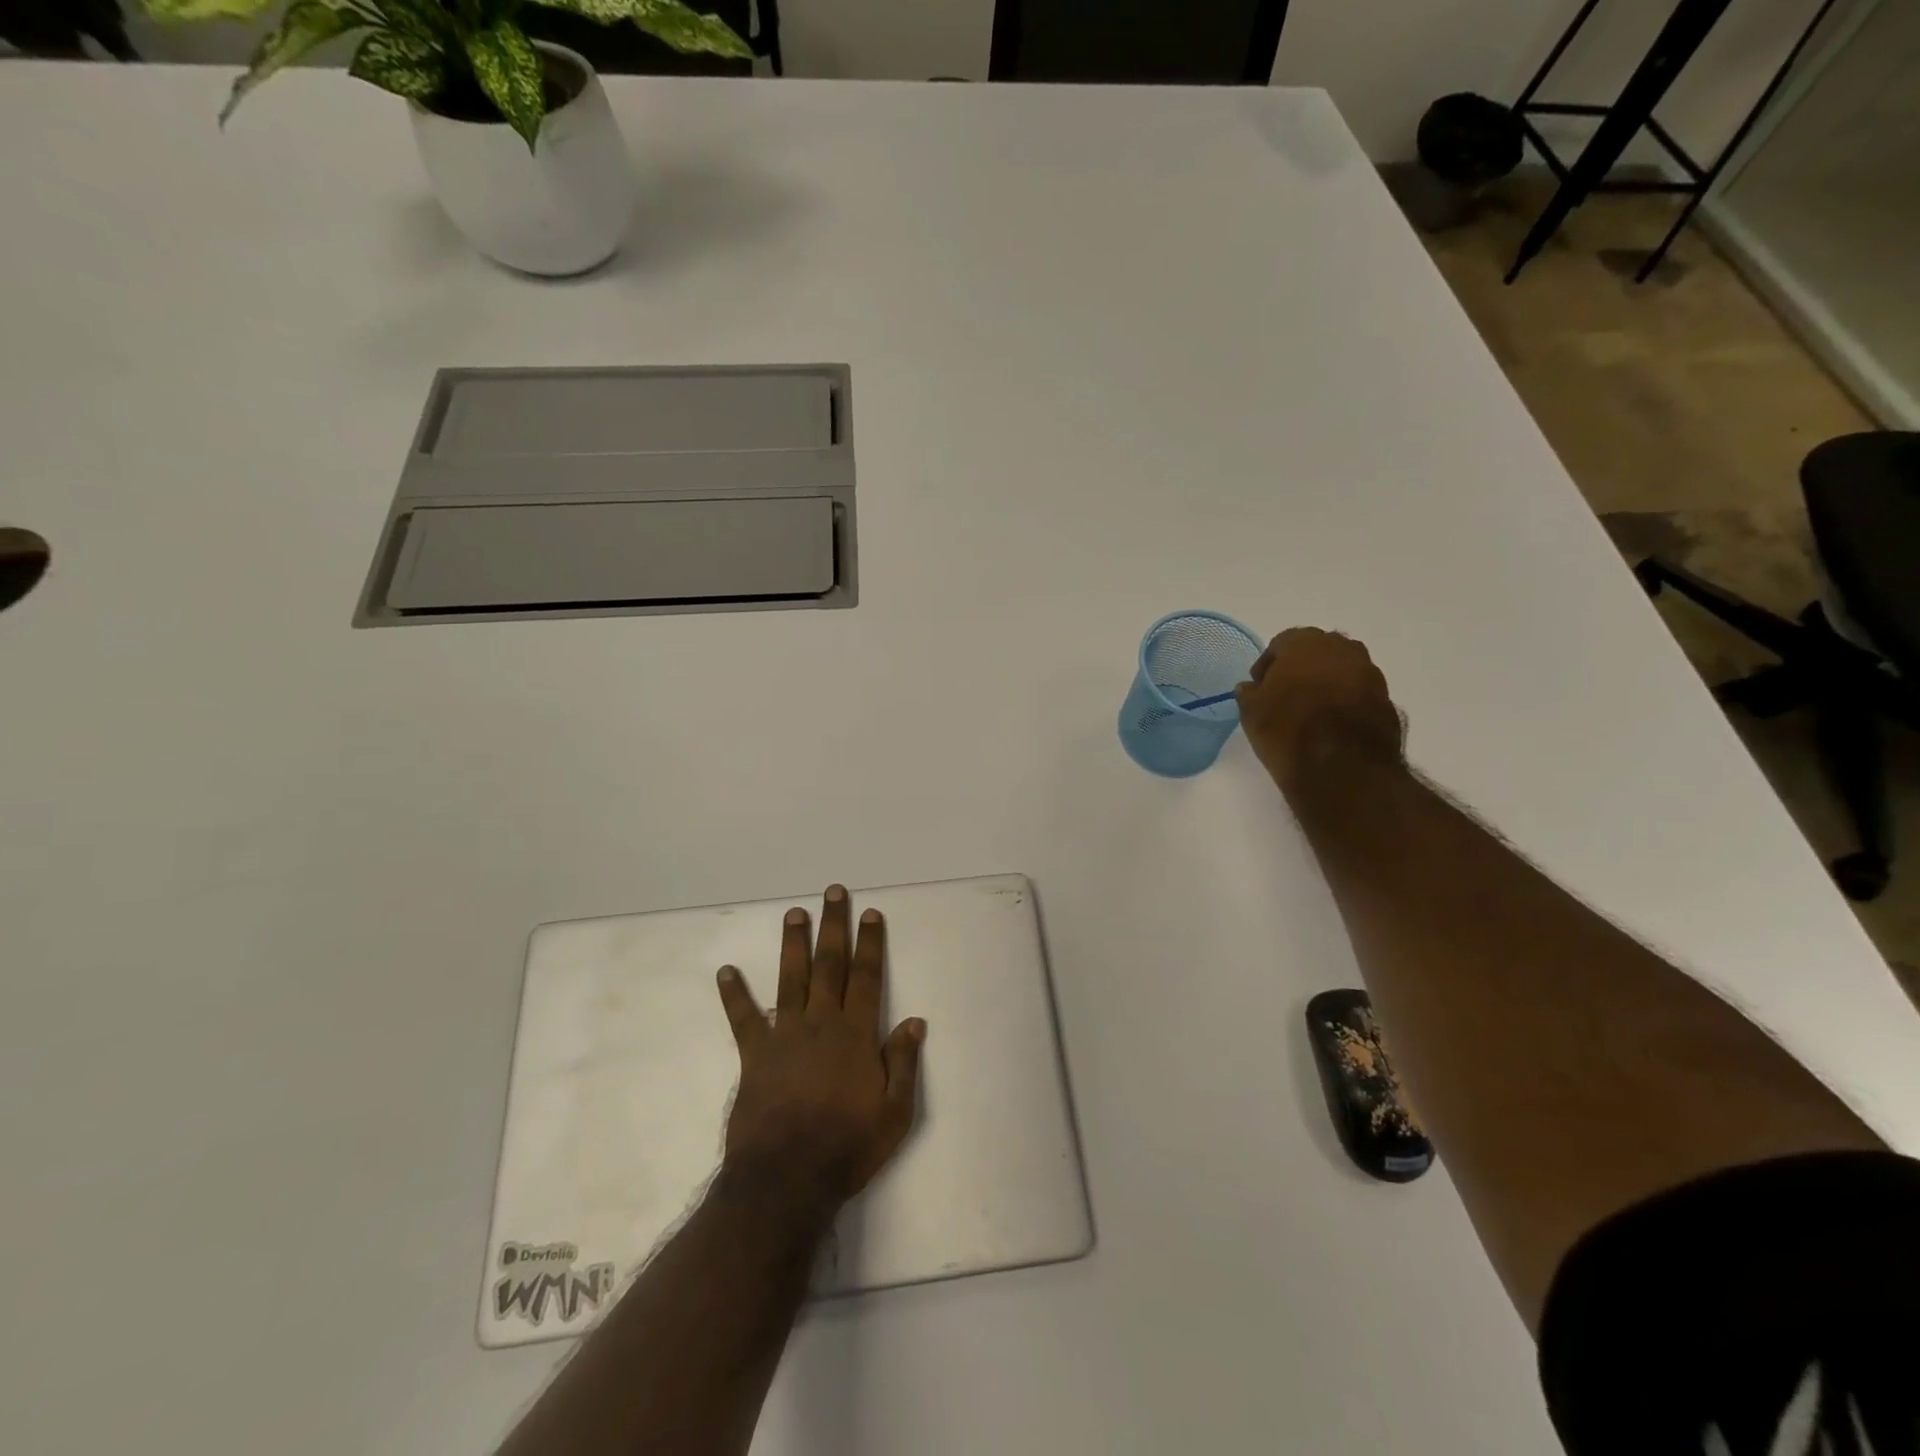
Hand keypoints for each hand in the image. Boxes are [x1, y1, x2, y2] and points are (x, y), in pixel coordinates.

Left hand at [716, 885, 925, 1210]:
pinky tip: (725, 971)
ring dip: (793, 944)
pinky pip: (743, 1019)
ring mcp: (785, 1036)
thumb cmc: (847, 1146)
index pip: (866, 977)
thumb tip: (914, 1021)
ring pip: (791, 979)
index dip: (870, 943)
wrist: (787, 1179)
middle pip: (829, 965)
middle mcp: (822, 1023)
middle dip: (834, 926)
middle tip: (833, 892)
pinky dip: (734, 994)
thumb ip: (904, 1063)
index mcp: (856, 1034)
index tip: (871, 914)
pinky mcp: (755, 1055)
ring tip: (794, 913)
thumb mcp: (894, 1113)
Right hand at [1235, 628, 1403, 793]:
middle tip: (1285, 695)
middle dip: (1300, 668)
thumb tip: (1251, 688)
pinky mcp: (1386, 699)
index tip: (1259, 688)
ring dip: (1326, 684)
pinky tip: (1331, 725)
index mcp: (1305, 643)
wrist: (1343, 767)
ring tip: (1310, 712)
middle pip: (1315, 651)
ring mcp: (1369, 673)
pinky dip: (1345, 701)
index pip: (1281, 644)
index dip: (1268, 665)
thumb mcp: (1251, 713)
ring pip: (1340, 670)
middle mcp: (1342, 649)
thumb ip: (1249, 693)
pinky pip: (1358, 692)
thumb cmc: (1288, 730)